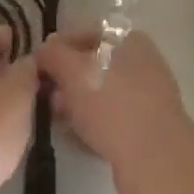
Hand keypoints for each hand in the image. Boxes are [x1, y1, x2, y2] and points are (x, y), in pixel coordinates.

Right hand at [36, 29, 193, 193]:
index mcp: (130, 41)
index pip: (87, 34)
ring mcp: (147, 98)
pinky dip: (92, 124)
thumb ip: (53, 55)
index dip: (59, 47)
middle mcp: (142, 64)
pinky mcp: (146, 129)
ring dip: (77, 104)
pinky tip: (74, 137)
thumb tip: (43, 51)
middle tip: (45, 95)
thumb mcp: (73, 71)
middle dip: (66, 80)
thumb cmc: (112, 104)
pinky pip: (111, 119)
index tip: (38, 65)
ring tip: (56, 119)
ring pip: (102, 94)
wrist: (155, 159)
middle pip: (94, 65)